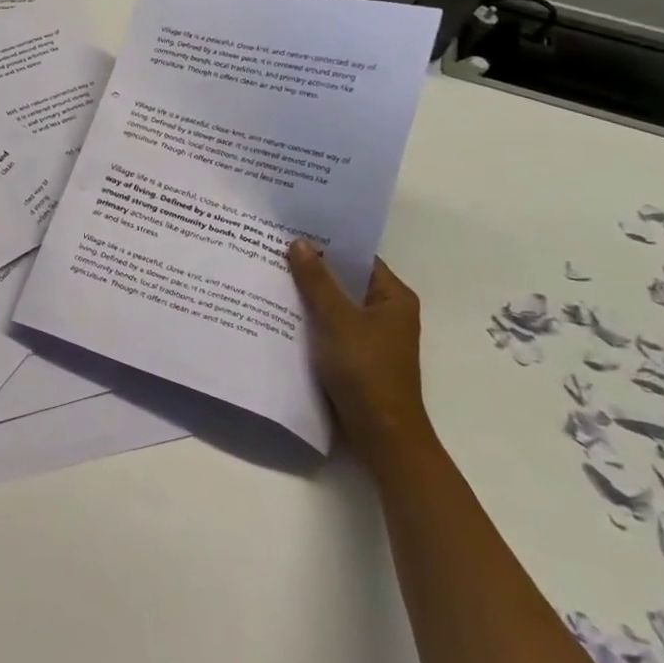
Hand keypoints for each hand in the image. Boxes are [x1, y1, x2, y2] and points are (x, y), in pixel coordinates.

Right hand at [286, 241, 431, 464]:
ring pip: (334, 304)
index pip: (359, 257)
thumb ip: (317, 281)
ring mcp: (370, 335)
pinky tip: (279, 310)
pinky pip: (329, 325)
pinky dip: (309, 318)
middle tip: (273, 248)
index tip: (293, 229)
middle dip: (312, 267)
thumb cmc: (366, 369)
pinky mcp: (355, 355)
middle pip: (345, 279)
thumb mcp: (337, 319)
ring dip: (308, 294)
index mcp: (393, 297)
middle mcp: (385, 311)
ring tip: (270, 273)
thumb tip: (299, 242)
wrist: (381, 433)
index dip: (328, 242)